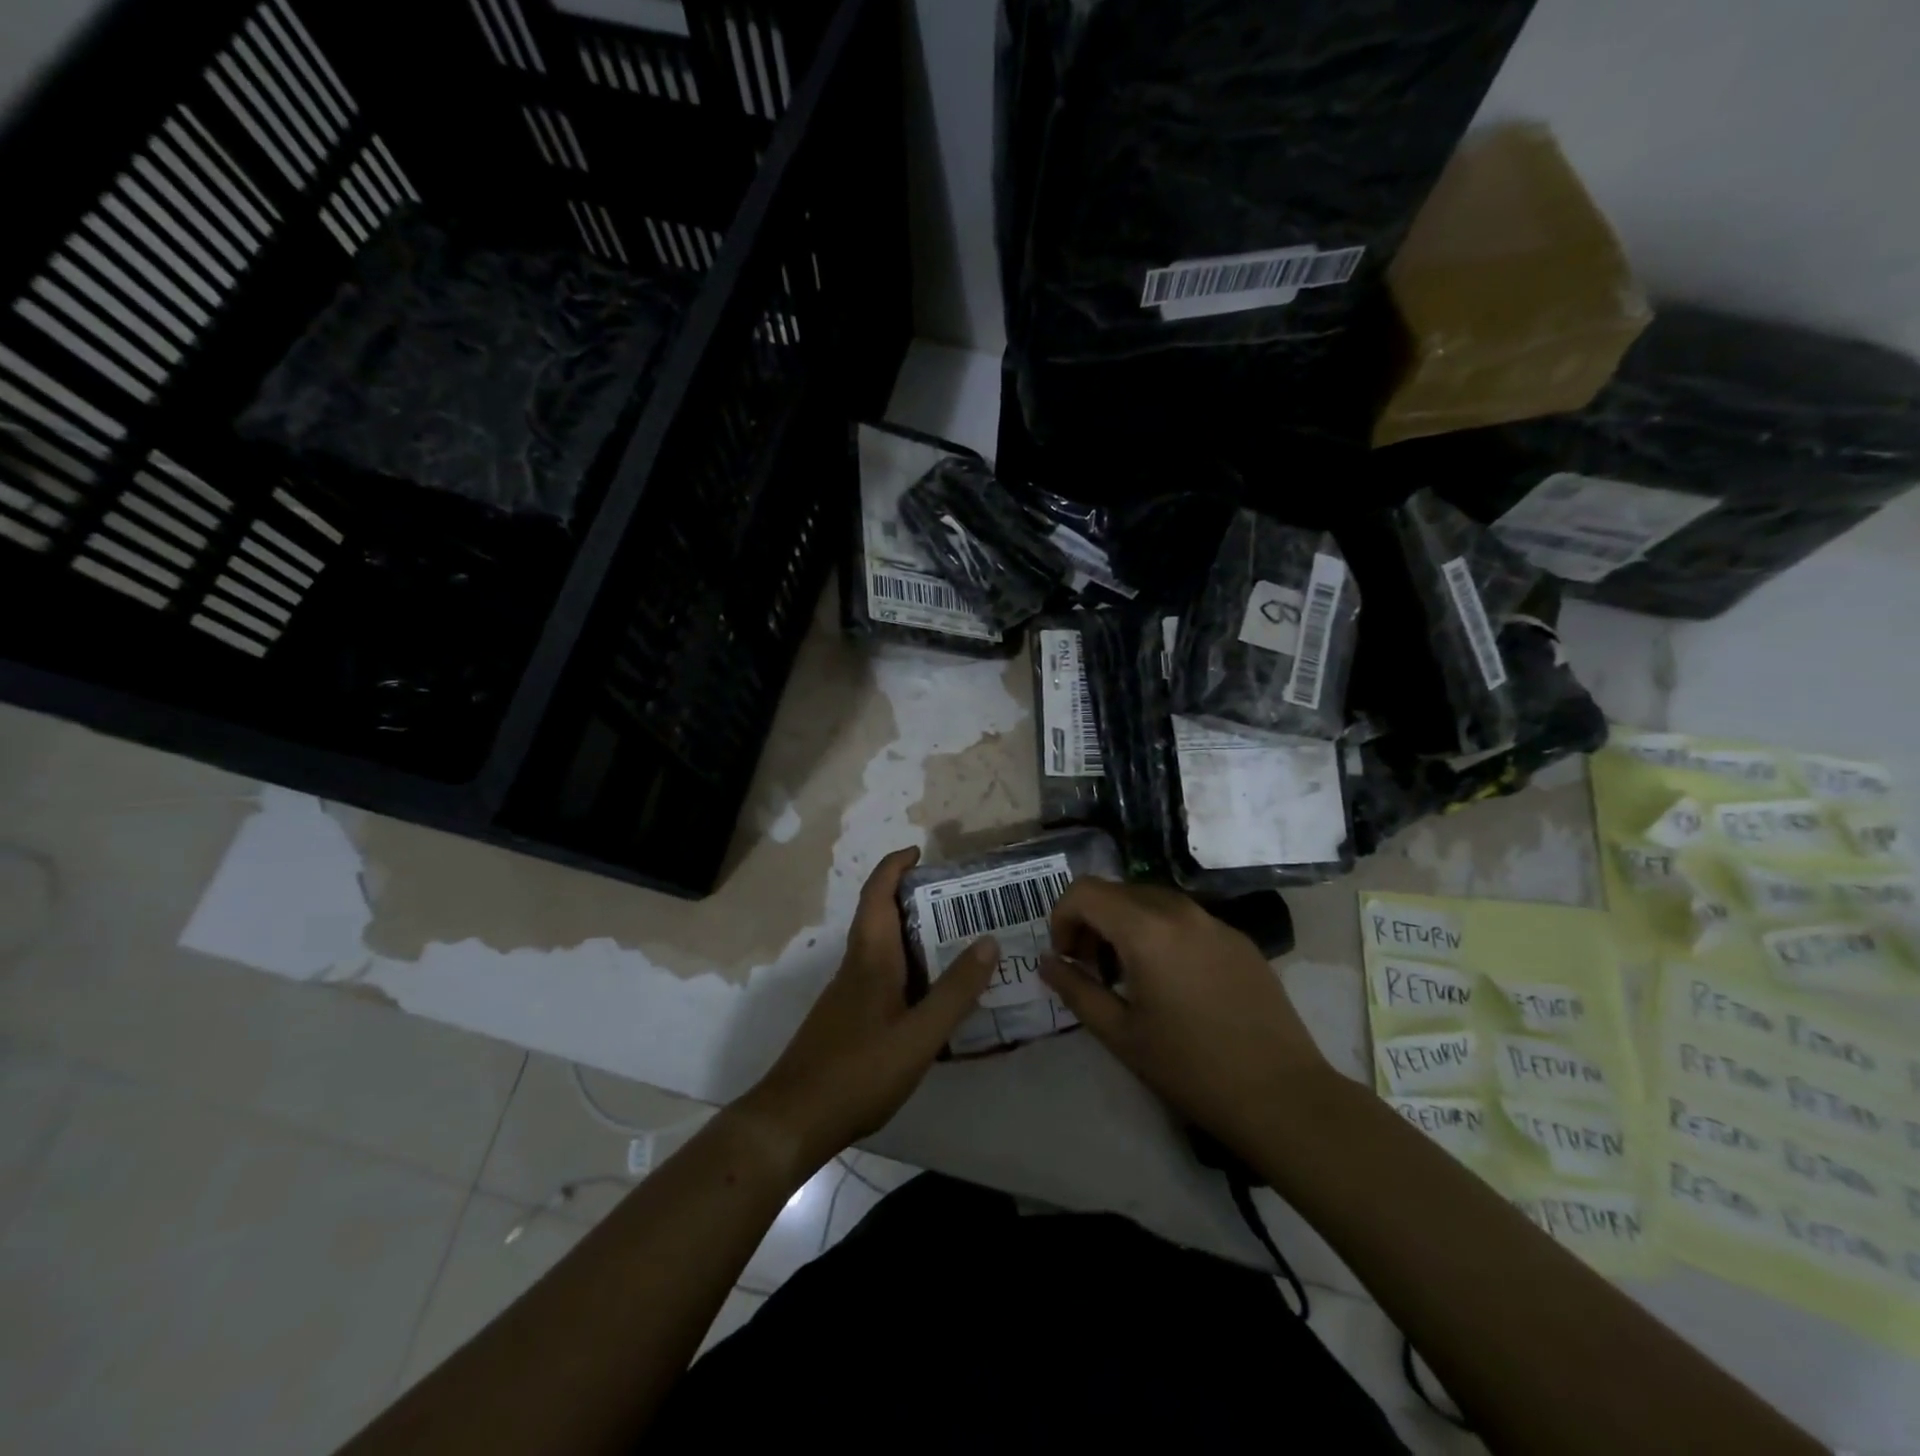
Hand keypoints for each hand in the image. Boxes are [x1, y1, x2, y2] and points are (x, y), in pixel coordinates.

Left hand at [735, 847, 997, 1177]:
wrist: (793, 1119)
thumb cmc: (858, 1071)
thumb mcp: (919, 1035)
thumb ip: (955, 991)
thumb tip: (988, 941)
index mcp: (871, 958)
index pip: (877, 894)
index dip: (895, 866)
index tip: (920, 851)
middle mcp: (856, 966)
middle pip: (879, 916)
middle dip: (911, 897)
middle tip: (956, 899)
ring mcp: (847, 993)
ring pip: (881, 947)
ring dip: (911, 933)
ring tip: (954, 940)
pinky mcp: (847, 1018)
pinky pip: (881, 975)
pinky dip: (906, 967)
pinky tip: (930, 994)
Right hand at [1039, 879, 1329, 1157]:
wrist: (1282, 1096)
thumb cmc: (1191, 1068)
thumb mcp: (1119, 1033)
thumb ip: (1075, 989)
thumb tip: (1047, 962)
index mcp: (1146, 929)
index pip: (1084, 891)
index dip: (1061, 917)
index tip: (1066, 958)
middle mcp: (1180, 910)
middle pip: (1117, 892)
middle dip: (1092, 922)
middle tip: (1091, 969)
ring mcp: (1215, 921)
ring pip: (1151, 902)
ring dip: (1125, 926)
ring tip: (1129, 977)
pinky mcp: (1239, 938)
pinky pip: (1185, 919)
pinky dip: (1161, 934)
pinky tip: (1173, 984)